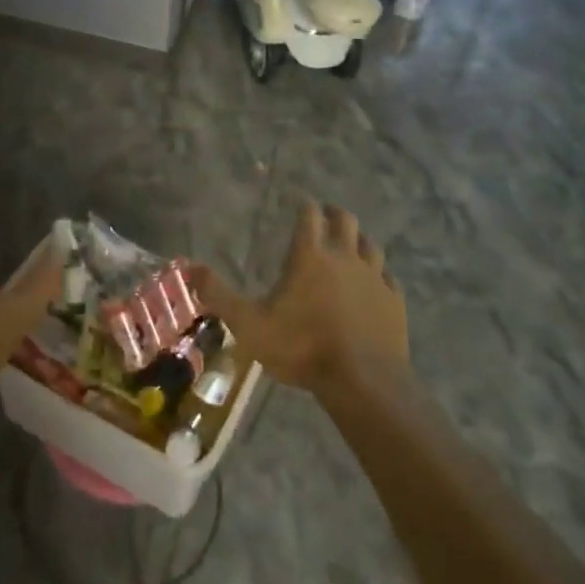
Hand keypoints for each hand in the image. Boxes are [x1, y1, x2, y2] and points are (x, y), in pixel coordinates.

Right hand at [195, 201, 405, 397]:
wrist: (363, 382)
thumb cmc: (302, 348)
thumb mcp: (250, 325)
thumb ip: (220, 296)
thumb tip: (190, 268)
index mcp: (311, 256)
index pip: (309, 215)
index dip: (304, 205)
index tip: (300, 201)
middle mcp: (345, 257)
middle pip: (345, 221)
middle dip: (334, 214)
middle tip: (326, 216)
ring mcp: (375, 279)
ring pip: (371, 246)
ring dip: (359, 240)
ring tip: (351, 245)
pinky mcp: (394, 302)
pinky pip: (388, 279)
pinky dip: (380, 275)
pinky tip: (376, 284)